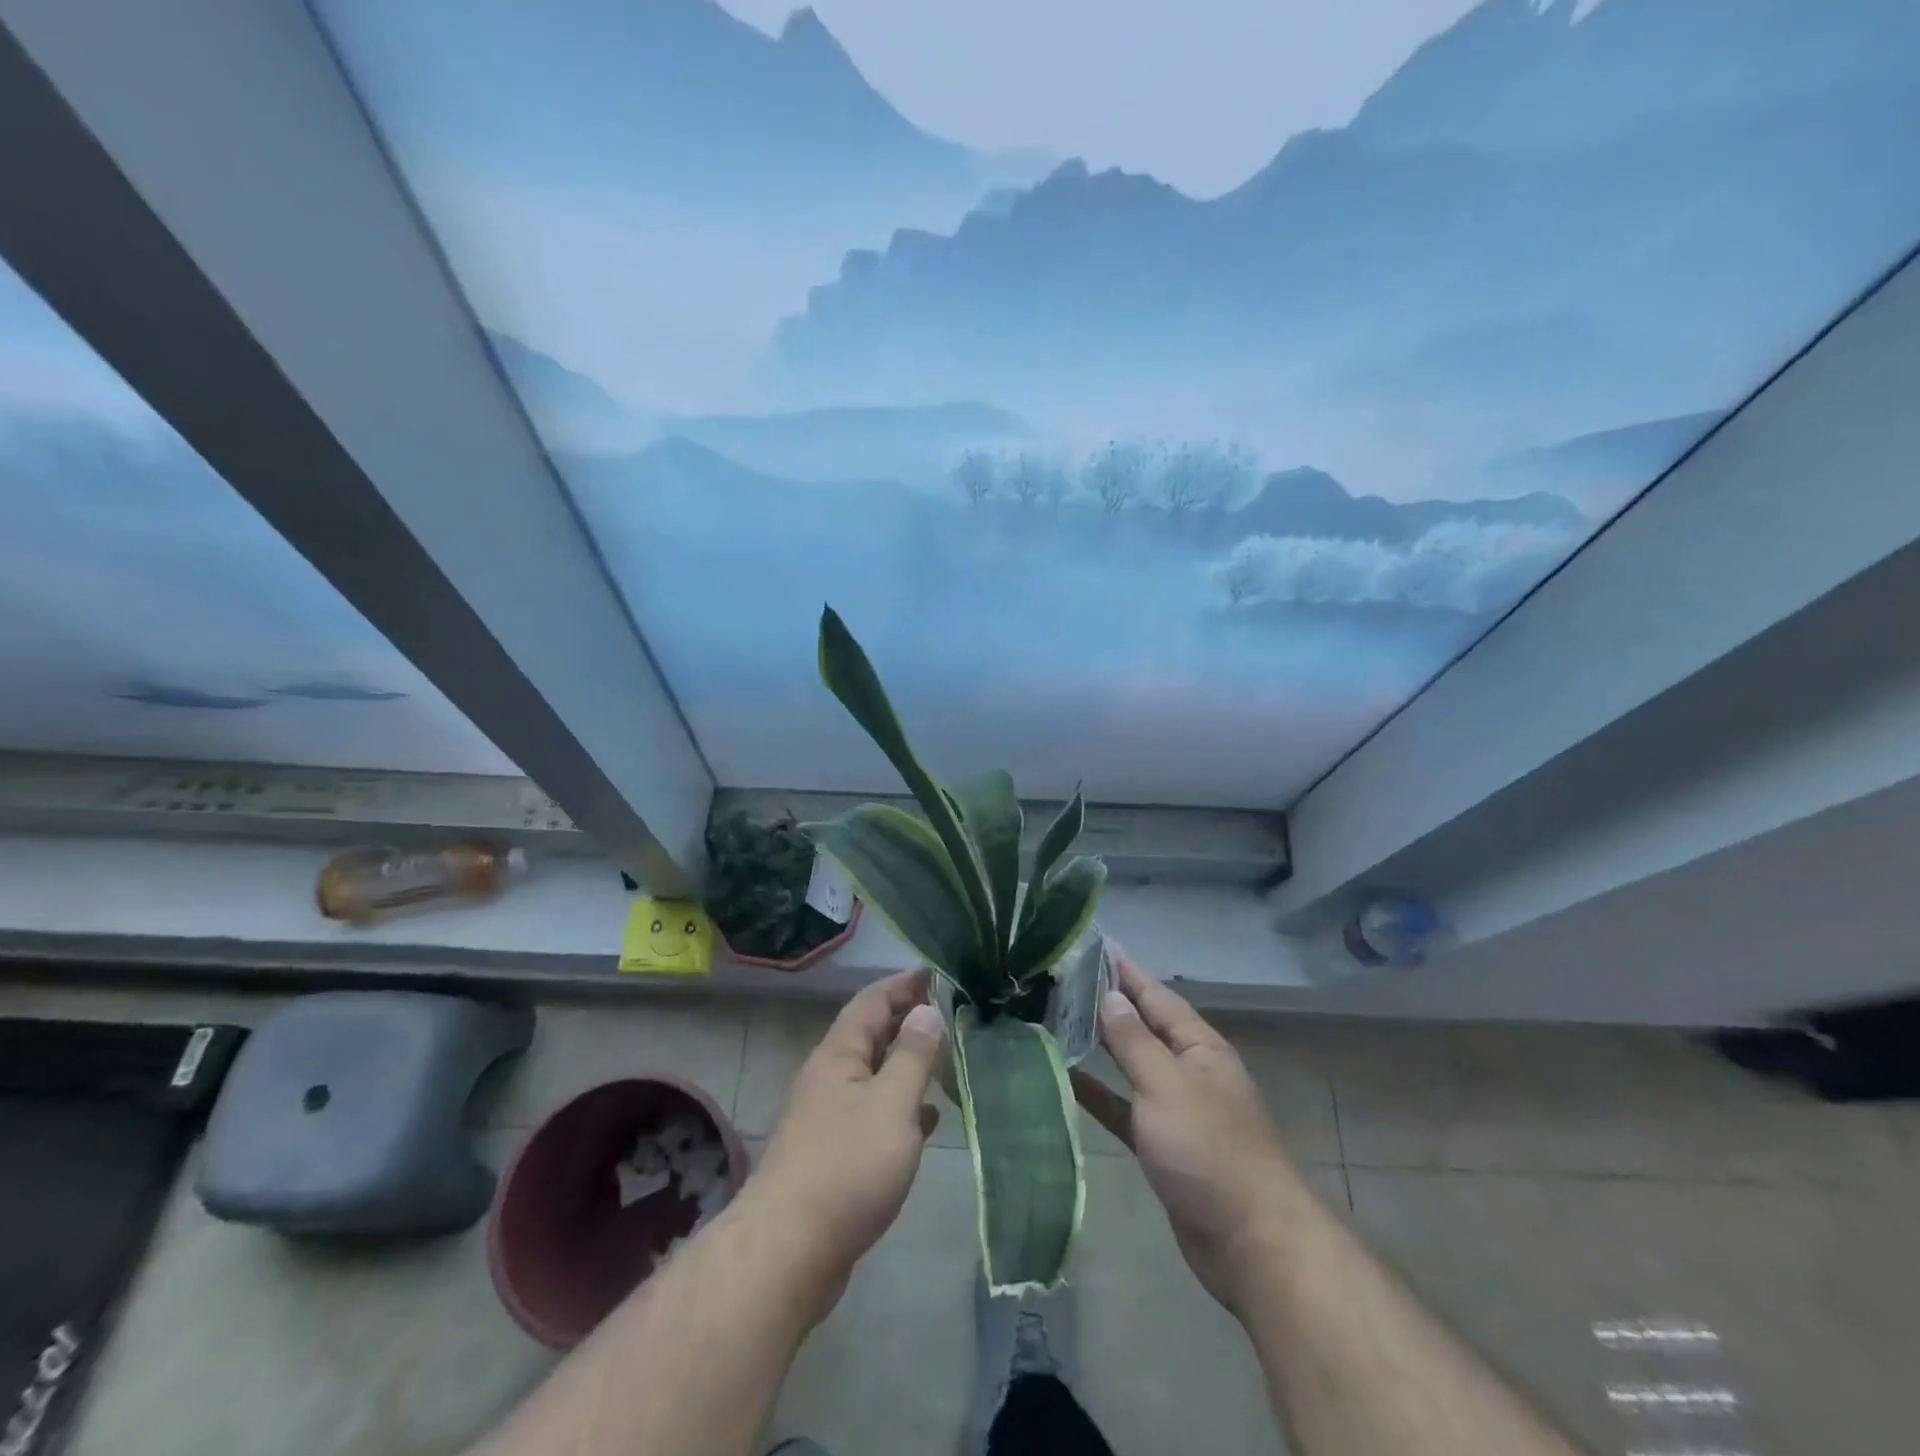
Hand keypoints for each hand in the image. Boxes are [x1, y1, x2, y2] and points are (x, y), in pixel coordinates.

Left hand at [737, 969, 944, 1320]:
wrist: (788, 1252)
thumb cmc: (846, 1167)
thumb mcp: (891, 1104)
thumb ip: (913, 1056)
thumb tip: (926, 1009)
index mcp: (839, 1055)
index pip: (872, 1001)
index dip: (903, 984)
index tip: (935, 972)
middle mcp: (829, 1078)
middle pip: (871, 1035)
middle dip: (907, 1020)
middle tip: (949, 1013)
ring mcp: (828, 1118)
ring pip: (874, 1076)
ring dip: (906, 1064)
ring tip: (945, 1059)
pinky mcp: (833, 1156)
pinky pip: (873, 1114)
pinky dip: (901, 1107)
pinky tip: (928, 1120)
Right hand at [1073, 951, 1297, 1314]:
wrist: (1250, 1244)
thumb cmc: (1209, 1151)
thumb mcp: (1167, 1085)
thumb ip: (1134, 1041)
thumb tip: (1109, 996)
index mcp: (1199, 1047)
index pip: (1155, 995)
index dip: (1125, 970)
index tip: (1093, 944)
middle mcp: (1189, 1069)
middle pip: (1142, 1026)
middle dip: (1108, 1003)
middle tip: (1062, 978)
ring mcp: (1176, 1108)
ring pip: (1131, 1065)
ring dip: (1100, 1045)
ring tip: (1057, 1019)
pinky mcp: (1163, 1146)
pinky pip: (1124, 1107)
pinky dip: (1099, 1094)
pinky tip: (1067, 1080)